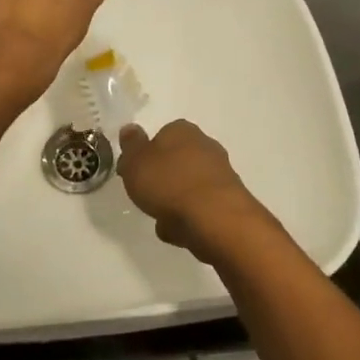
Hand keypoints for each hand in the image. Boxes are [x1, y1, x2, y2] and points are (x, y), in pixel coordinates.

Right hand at [117, 120, 268, 261]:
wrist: (215, 219)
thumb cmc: (169, 184)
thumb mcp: (136, 163)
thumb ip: (131, 147)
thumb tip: (130, 129)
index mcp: (182, 130)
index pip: (161, 136)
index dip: (146, 156)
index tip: (135, 174)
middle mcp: (206, 145)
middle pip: (177, 161)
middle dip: (163, 179)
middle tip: (147, 196)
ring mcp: (221, 174)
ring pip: (189, 186)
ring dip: (176, 201)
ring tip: (162, 219)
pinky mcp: (229, 201)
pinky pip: (200, 208)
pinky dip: (189, 218)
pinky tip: (180, 230)